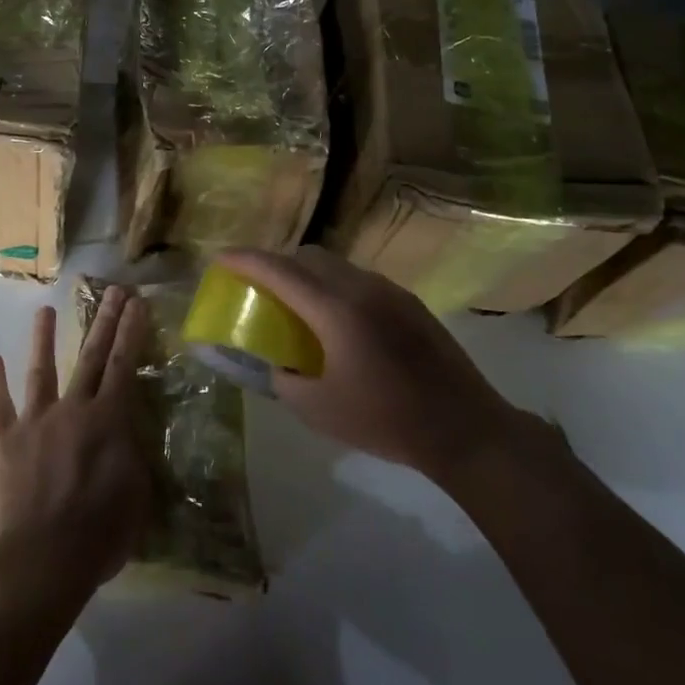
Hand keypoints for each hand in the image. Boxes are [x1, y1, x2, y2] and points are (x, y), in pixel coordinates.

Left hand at [0, 289, 152, 592]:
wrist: (41, 559)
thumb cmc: (99, 533)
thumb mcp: (136, 493)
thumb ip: (132, 454)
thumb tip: (128, 432)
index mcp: (108, 420)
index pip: (124, 365)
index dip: (132, 332)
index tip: (136, 302)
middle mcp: (73, 409)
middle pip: (91, 357)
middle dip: (104, 322)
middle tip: (112, 291)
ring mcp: (35, 421)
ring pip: (42, 370)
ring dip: (44, 338)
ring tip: (44, 310)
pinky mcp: (5, 439)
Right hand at [218, 247, 532, 484]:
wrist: (463, 427)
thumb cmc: (385, 420)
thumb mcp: (319, 410)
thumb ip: (284, 380)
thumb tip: (277, 365)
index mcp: (335, 310)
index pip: (280, 271)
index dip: (246, 260)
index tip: (221, 257)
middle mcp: (362, 288)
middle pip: (309, 257)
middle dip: (277, 262)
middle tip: (258, 284)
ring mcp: (391, 291)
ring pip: (337, 265)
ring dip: (309, 274)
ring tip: (297, 303)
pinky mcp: (410, 303)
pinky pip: (360, 280)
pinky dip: (335, 286)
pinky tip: (338, 320)